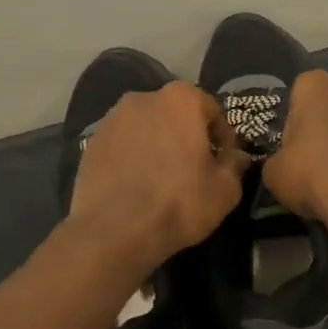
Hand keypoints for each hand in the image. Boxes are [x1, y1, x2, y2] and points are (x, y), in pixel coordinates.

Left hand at [68, 82, 249, 268]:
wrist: (115, 231)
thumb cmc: (179, 202)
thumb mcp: (225, 189)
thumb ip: (235, 165)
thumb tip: (237, 156)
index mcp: (180, 99)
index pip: (210, 110)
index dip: (221, 137)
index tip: (223, 162)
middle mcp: (143, 98)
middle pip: (174, 114)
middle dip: (185, 136)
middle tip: (193, 169)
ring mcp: (112, 119)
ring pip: (145, 128)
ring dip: (156, 145)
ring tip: (161, 179)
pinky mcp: (90, 143)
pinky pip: (121, 145)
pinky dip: (131, 158)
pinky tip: (135, 186)